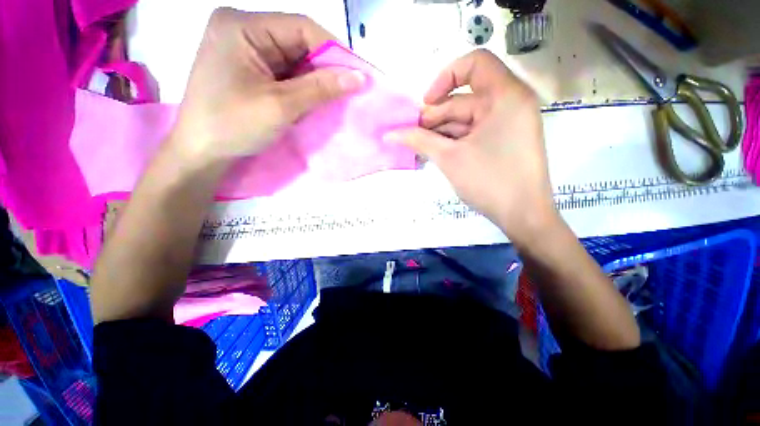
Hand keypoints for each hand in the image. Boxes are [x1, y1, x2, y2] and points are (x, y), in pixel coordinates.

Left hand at [171, 9, 365, 164]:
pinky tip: (309, 101)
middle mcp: (243, 30)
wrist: (201, 151)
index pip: (301, 28)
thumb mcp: (281, 106)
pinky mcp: (248, 68)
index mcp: (242, 26)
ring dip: (313, 81)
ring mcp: (244, 49)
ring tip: (328, 100)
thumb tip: (360, 77)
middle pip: (298, 42)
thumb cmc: (233, 125)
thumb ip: (321, 88)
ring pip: (294, 60)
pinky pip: (285, 72)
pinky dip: (301, 87)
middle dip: (324, 69)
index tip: (357, 76)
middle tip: (346, 92)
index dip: (334, 51)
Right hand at [385, 50, 555, 238]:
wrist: (522, 215)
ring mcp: (507, 124)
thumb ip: (419, 140)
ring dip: (440, 131)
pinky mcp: (502, 141)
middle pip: (464, 98)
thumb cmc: (489, 181)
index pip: (475, 63)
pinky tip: (434, 151)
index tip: (426, 103)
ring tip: (418, 146)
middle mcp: (509, 103)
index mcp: (505, 96)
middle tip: (412, 134)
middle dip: (435, 116)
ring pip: (466, 119)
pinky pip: (472, 133)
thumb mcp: (449, 158)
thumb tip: (390, 134)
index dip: (445, 78)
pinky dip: (453, 140)